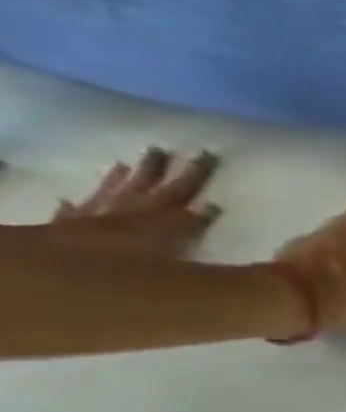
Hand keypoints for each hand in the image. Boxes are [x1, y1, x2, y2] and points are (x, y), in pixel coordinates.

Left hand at [47, 147, 219, 256]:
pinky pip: (71, 211)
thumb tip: (213, 205)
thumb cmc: (133, 258)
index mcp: (157, 210)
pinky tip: (68, 201)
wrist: (71, 263)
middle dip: (154, 166)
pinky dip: (72, 205)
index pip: (183, 187)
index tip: (207, 153)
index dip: (197, 172)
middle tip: (159, 148)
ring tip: (121, 165)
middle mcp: (127, 205)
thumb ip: (193, 224)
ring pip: (109, 191)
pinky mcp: (66, 226)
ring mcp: (95, 213)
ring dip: (117, 179)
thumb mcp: (177, 245)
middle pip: (144, 182)